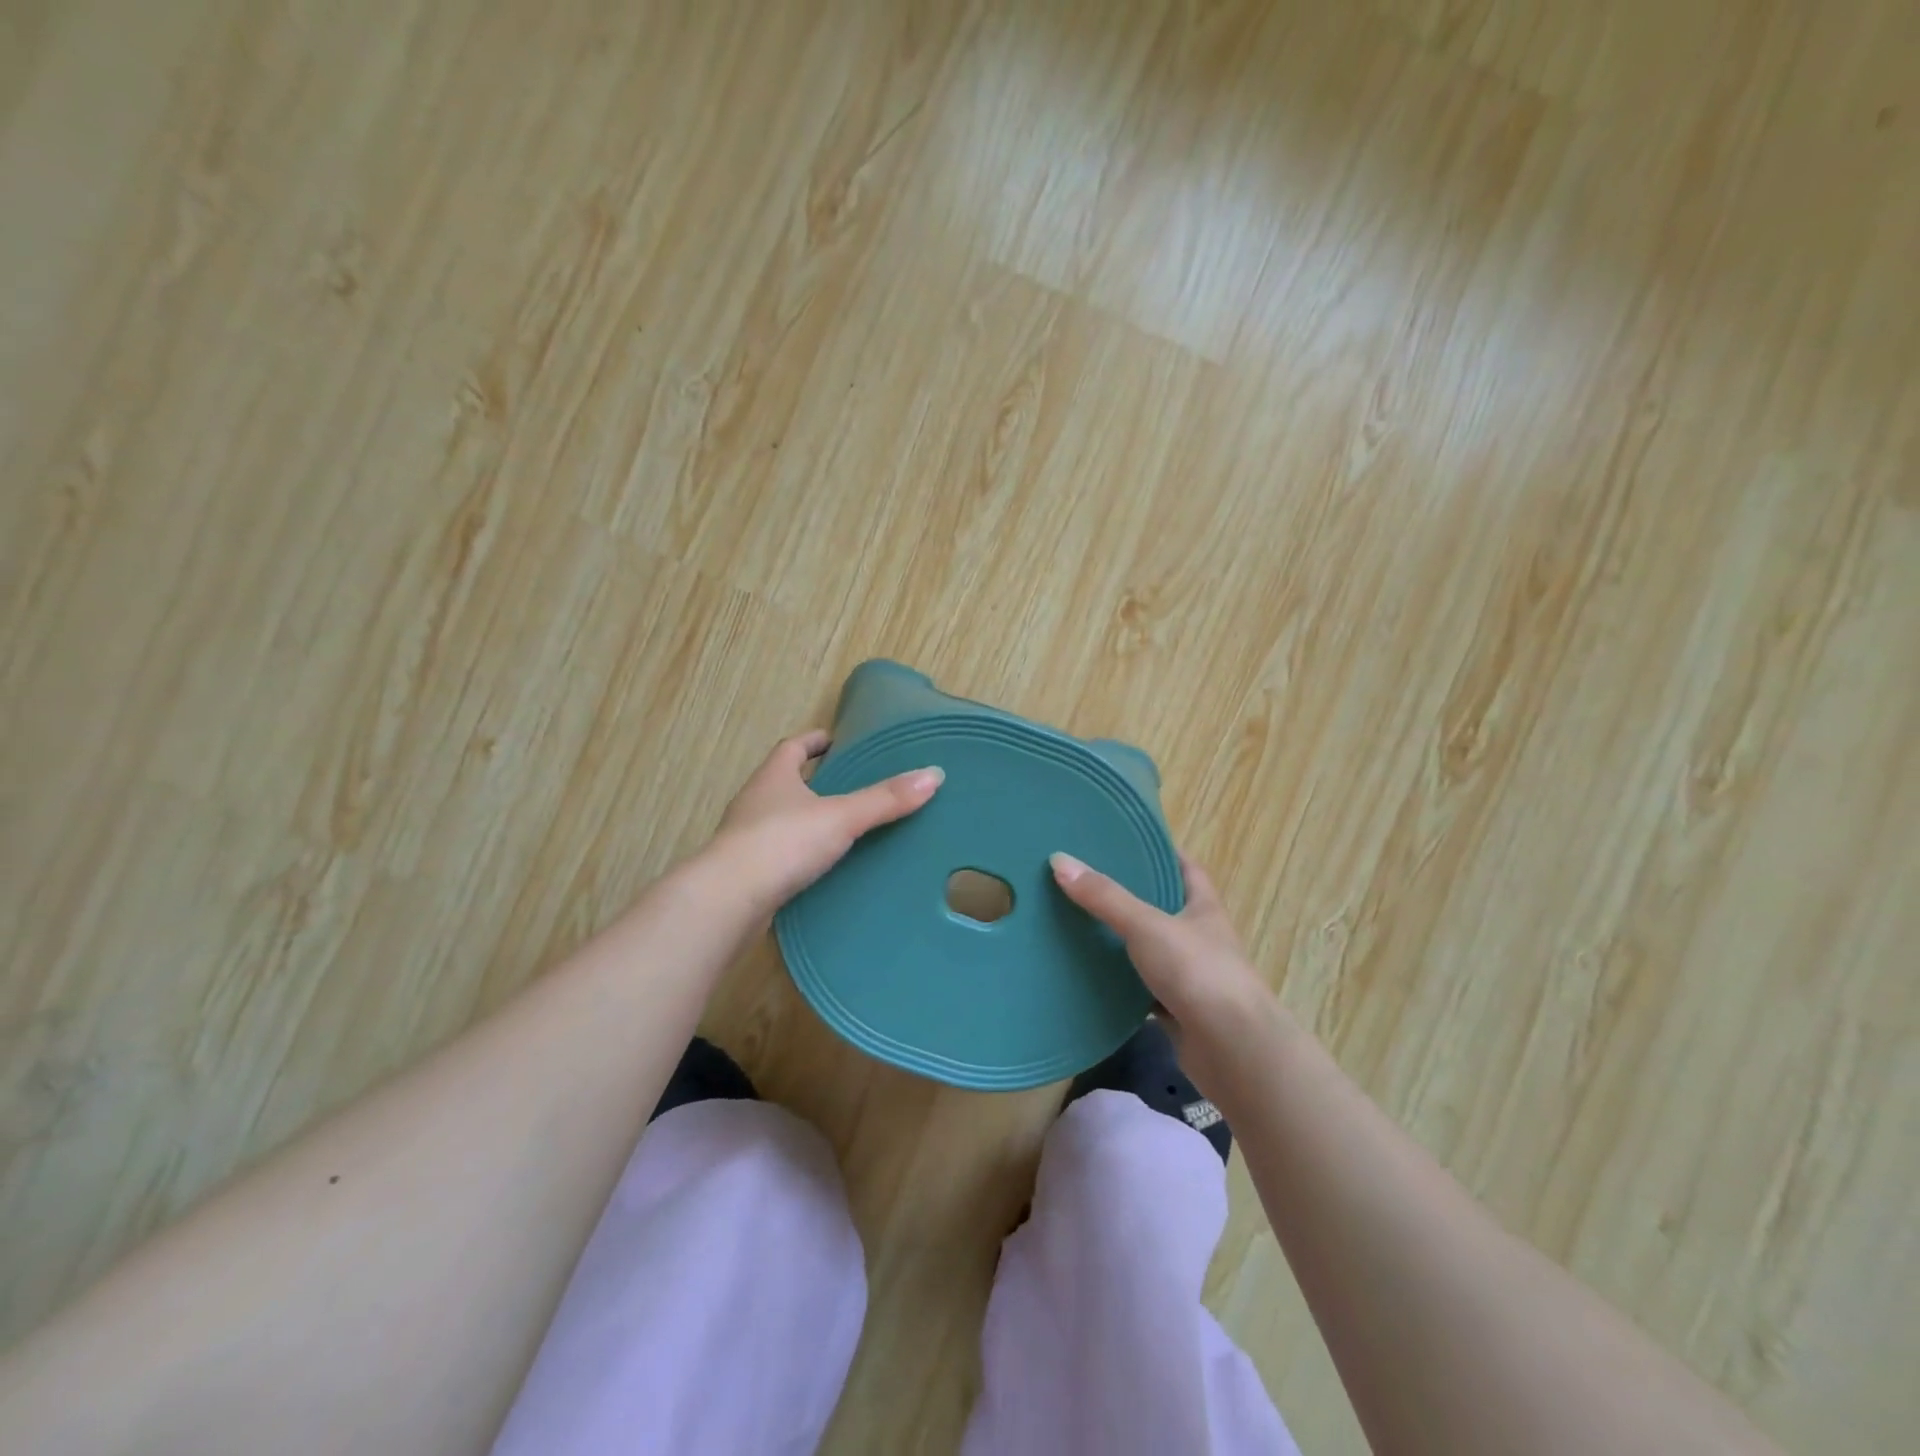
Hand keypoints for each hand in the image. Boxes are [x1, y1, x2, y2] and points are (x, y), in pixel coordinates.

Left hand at [707, 730, 943, 917]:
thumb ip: (885, 799)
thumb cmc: (782, 844)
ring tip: (844, 827)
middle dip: (814, 780)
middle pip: (785, 782)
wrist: (728, 902)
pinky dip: (800, 854)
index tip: (837, 741)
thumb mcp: (841, 817)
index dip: (814, 741)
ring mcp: (747, 839)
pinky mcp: (747, 874)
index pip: (793, 747)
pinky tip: (823, 868)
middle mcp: (755, 802)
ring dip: (806, 819)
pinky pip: (779, 854)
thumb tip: (934, 774)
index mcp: (773, 777)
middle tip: (852, 784)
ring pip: (781, 819)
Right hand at [1049, 850, 1279, 1081]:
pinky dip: (1121, 984)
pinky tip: (1090, 976)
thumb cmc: (1199, 973)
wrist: (1234, 1050)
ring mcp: (1190, 976)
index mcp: (1203, 907)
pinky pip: (1142, 990)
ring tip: (1078, 922)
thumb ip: (1105, 897)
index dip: (1161, 851)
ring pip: (1150, 950)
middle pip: (1163, 907)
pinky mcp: (1177, 1011)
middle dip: (1130, 895)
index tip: (1126, 840)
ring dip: (1122, 941)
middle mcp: (1199, 938)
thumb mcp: (1147, 926)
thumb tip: (1059, 860)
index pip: (1185, 867)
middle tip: (1087, 880)